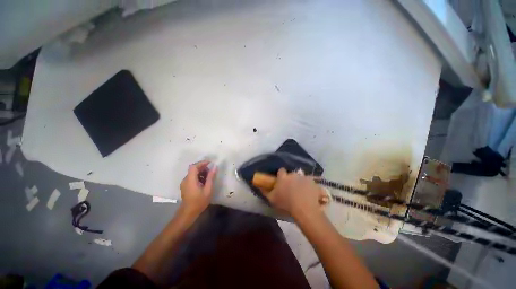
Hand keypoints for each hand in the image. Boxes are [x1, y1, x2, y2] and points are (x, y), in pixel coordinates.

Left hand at [180, 160, 216, 218]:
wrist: (188, 213)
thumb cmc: (199, 202)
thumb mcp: (208, 189)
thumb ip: (211, 177)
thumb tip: (214, 167)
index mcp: (190, 180)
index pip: (194, 166)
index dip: (201, 163)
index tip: (210, 163)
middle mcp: (186, 180)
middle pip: (193, 169)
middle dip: (202, 167)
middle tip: (211, 170)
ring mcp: (184, 183)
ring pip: (192, 173)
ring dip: (201, 172)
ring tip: (209, 176)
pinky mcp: (185, 186)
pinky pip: (192, 177)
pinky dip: (198, 176)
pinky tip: (204, 181)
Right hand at [264, 168, 326, 219]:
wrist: (304, 209)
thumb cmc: (286, 204)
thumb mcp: (272, 199)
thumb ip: (265, 191)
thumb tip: (259, 186)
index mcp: (283, 177)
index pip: (281, 170)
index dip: (281, 175)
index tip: (281, 180)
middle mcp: (293, 175)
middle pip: (291, 174)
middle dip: (291, 179)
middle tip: (291, 188)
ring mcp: (303, 177)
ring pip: (301, 177)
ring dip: (300, 182)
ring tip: (301, 191)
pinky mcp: (312, 182)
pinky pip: (310, 182)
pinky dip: (309, 186)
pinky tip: (309, 193)